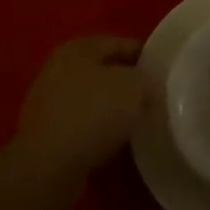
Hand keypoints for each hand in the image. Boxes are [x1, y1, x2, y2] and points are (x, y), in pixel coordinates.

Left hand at [16, 36, 152, 182]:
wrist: (48, 166)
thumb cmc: (93, 113)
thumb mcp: (136, 87)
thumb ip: (147, 81)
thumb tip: (148, 89)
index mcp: (78, 48)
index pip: (119, 43)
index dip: (144, 54)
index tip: (163, 70)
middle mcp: (58, 69)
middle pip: (104, 70)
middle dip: (128, 83)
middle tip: (153, 96)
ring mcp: (48, 102)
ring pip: (92, 99)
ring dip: (113, 109)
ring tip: (138, 122)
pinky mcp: (46, 134)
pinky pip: (82, 124)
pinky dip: (99, 130)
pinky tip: (115, 142)